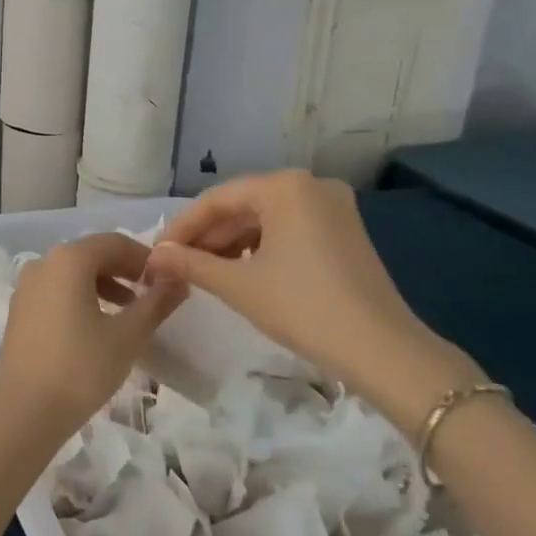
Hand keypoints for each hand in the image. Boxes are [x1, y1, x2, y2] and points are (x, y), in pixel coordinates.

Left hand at [0, 232, 184, 441]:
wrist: (25, 408)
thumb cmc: (81, 367)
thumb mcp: (128, 335)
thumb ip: (156, 302)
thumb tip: (178, 278)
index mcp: (69, 259)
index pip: (114, 242)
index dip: (144, 257)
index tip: (166, 279)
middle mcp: (44, 262)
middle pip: (91, 254)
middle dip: (124, 269)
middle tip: (152, 293)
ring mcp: (27, 285)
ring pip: (72, 272)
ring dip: (104, 284)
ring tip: (129, 311)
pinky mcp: (20, 308)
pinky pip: (57, 289)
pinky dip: (81, 296)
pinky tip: (98, 324)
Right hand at [146, 171, 484, 430]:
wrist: (383, 351)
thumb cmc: (303, 307)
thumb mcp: (238, 285)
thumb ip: (190, 263)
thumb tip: (152, 257)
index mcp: (284, 186)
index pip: (216, 199)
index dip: (181, 228)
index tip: (156, 254)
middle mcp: (309, 185)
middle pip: (241, 206)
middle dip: (206, 237)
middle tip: (175, 265)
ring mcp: (332, 207)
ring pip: (263, 219)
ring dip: (230, 244)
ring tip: (202, 272)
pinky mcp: (344, 230)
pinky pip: (287, 229)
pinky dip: (259, 248)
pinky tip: (239, 272)